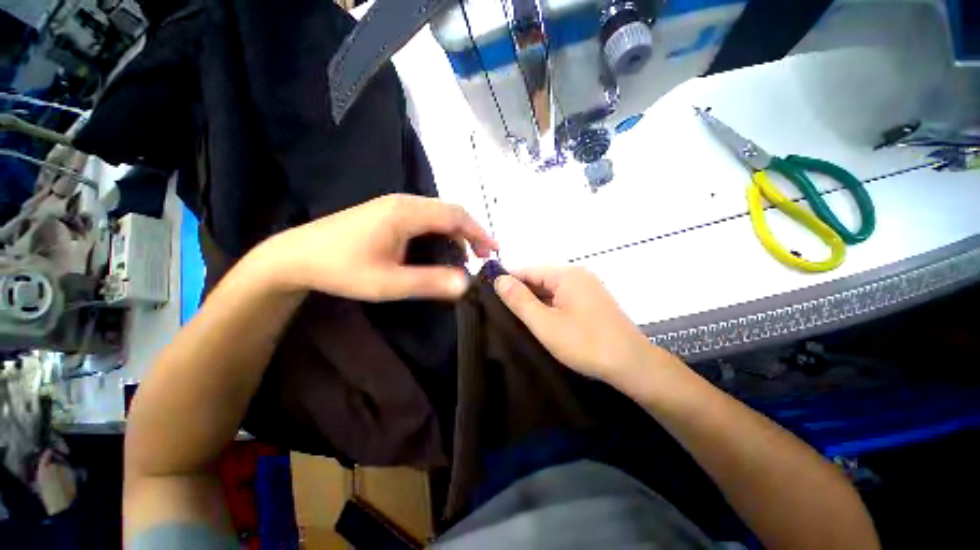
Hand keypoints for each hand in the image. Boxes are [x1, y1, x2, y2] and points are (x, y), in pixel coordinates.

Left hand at [258, 194, 496, 300]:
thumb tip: (467, 283)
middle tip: (482, 256)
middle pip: (449, 211)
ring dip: (456, 232)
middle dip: (471, 232)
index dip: (479, 233)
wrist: (294, 256)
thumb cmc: (342, 269)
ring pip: (437, 213)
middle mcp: (404, 202)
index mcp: (407, 213)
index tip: (494, 251)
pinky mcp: (387, 212)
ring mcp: (394, 205)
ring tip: (465, 255)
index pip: (455, 216)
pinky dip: (441, 231)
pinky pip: (424, 217)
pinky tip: (440, 248)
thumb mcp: (389, 283)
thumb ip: (430, 282)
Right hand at [494, 266, 662, 381]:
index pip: (527, 269)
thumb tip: (499, 279)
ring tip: (516, 317)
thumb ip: (520, 300)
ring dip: (535, 301)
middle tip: (501, 311)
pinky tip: (540, 320)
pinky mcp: (592, 301)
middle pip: (540, 278)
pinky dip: (549, 306)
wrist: (632, 365)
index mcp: (566, 274)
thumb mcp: (545, 323)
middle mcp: (578, 275)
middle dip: (521, 293)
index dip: (507, 280)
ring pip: (551, 289)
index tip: (489, 294)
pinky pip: (562, 298)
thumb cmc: (585, 343)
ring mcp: (587, 288)